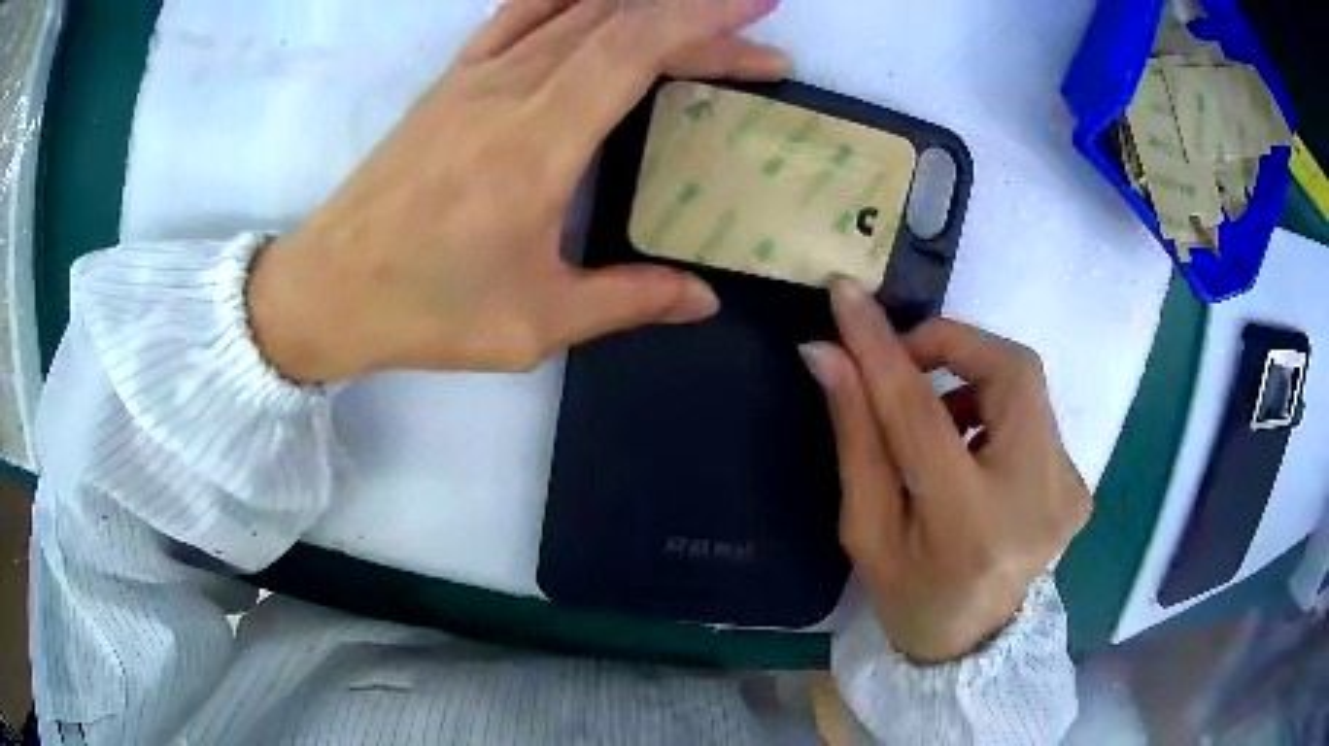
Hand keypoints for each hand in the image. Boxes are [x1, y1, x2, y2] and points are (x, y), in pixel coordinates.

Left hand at [248, 0, 790, 380]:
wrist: (327, 288)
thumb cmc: (425, 308)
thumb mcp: (535, 323)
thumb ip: (627, 300)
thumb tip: (703, 298)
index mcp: (536, 143)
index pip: (634, 47)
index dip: (704, 21)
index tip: (758, 18)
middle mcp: (509, 89)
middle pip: (618, 21)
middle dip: (696, 18)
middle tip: (754, 37)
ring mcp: (473, 77)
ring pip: (573, 9)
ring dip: (642, 4)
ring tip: (692, 17)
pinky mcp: (450, 81)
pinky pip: (519, 15)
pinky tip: (598, 3)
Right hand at [801, 281, 1091, 663]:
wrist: (974, 643)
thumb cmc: (910, 596)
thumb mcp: (866, 529)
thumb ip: (855, 437)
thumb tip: (827, 355)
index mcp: (969, 526)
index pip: (922, 413)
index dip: (883, 348)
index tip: (847, 297)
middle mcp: (1036, 499)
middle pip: (1011, 371)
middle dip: (954, 344)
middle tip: (907, 362)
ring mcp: (1068, 490)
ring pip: (1027, 384)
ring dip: (975, 377)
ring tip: (939, 421)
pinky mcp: (1078, 484)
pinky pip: (1036, 414)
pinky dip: (997, 409)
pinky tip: (974, 446)